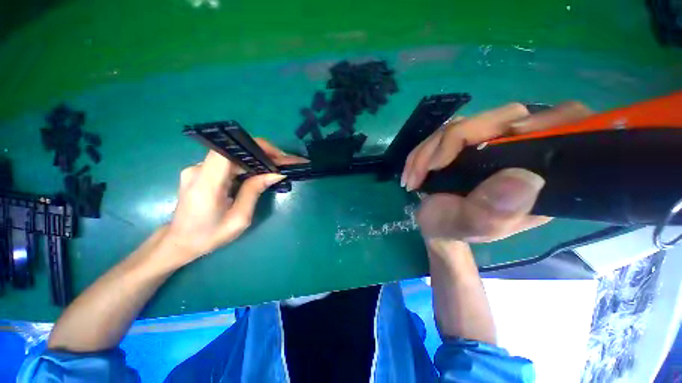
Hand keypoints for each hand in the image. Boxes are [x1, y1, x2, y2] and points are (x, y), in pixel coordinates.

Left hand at [164, 139, 306, 266]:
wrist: (180, 242)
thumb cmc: (210, 235)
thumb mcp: (239, 218)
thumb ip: (255, 191)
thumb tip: (276, 174)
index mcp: (207, 184)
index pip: (229, 151)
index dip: (255, 147)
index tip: (277, 156)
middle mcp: (198, 170)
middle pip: (234, 151)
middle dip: (262, 155)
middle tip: (283, 164)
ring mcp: (197, 169)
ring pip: (233, 156)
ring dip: (255, 160)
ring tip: (274, 169)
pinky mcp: (200, 171)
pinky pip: (227, 163)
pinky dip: (245, 166)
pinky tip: (258, 174)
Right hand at [402, 102, 591, 243]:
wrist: (434, 223)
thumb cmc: (454, 228)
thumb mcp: (471, 226)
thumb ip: (493, 212)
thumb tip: (524, 178)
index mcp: (541, 175)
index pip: (564, 128)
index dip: (547, 121)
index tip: (511, 133)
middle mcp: (519, 152)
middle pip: (502, 117)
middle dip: (454, 140)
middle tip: (428, 169)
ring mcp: (489, 143)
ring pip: (464, 124)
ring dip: (429, 149)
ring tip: (413, 177)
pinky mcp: (465, 142)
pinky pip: (444, 132)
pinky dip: (422, 151)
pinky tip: (412, 171)